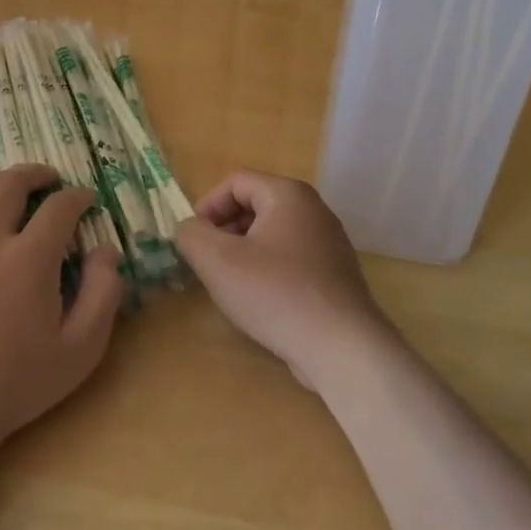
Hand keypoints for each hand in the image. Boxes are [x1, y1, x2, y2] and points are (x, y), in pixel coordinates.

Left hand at [0, 164, 123, 455]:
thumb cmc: (16, 382)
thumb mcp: (80, 349)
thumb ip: (103, 295)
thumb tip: (107, 252)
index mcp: (29, 258)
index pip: (59, 208)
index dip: (78, 197)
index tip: (88, 200)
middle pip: (10, 185)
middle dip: (36, 174)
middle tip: (52, 179)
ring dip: (0, 184)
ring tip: (14, 189)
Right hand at [176, 170, 393, 391]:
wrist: (342, 348)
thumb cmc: (275, 293)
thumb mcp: (217, 260)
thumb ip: (191, 235)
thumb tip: (188, 229)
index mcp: (288, 195)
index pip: (236, 182)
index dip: (207, 206)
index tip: (194, 240)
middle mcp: (314, 210)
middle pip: (255, 205)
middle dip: (224, 230)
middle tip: (208, 262)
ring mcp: (329, 243)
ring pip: (272, 234)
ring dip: (244, 252)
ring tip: (230, 284)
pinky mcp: (336, 275)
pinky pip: (291, 259)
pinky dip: (268, 271)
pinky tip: (261, 302)